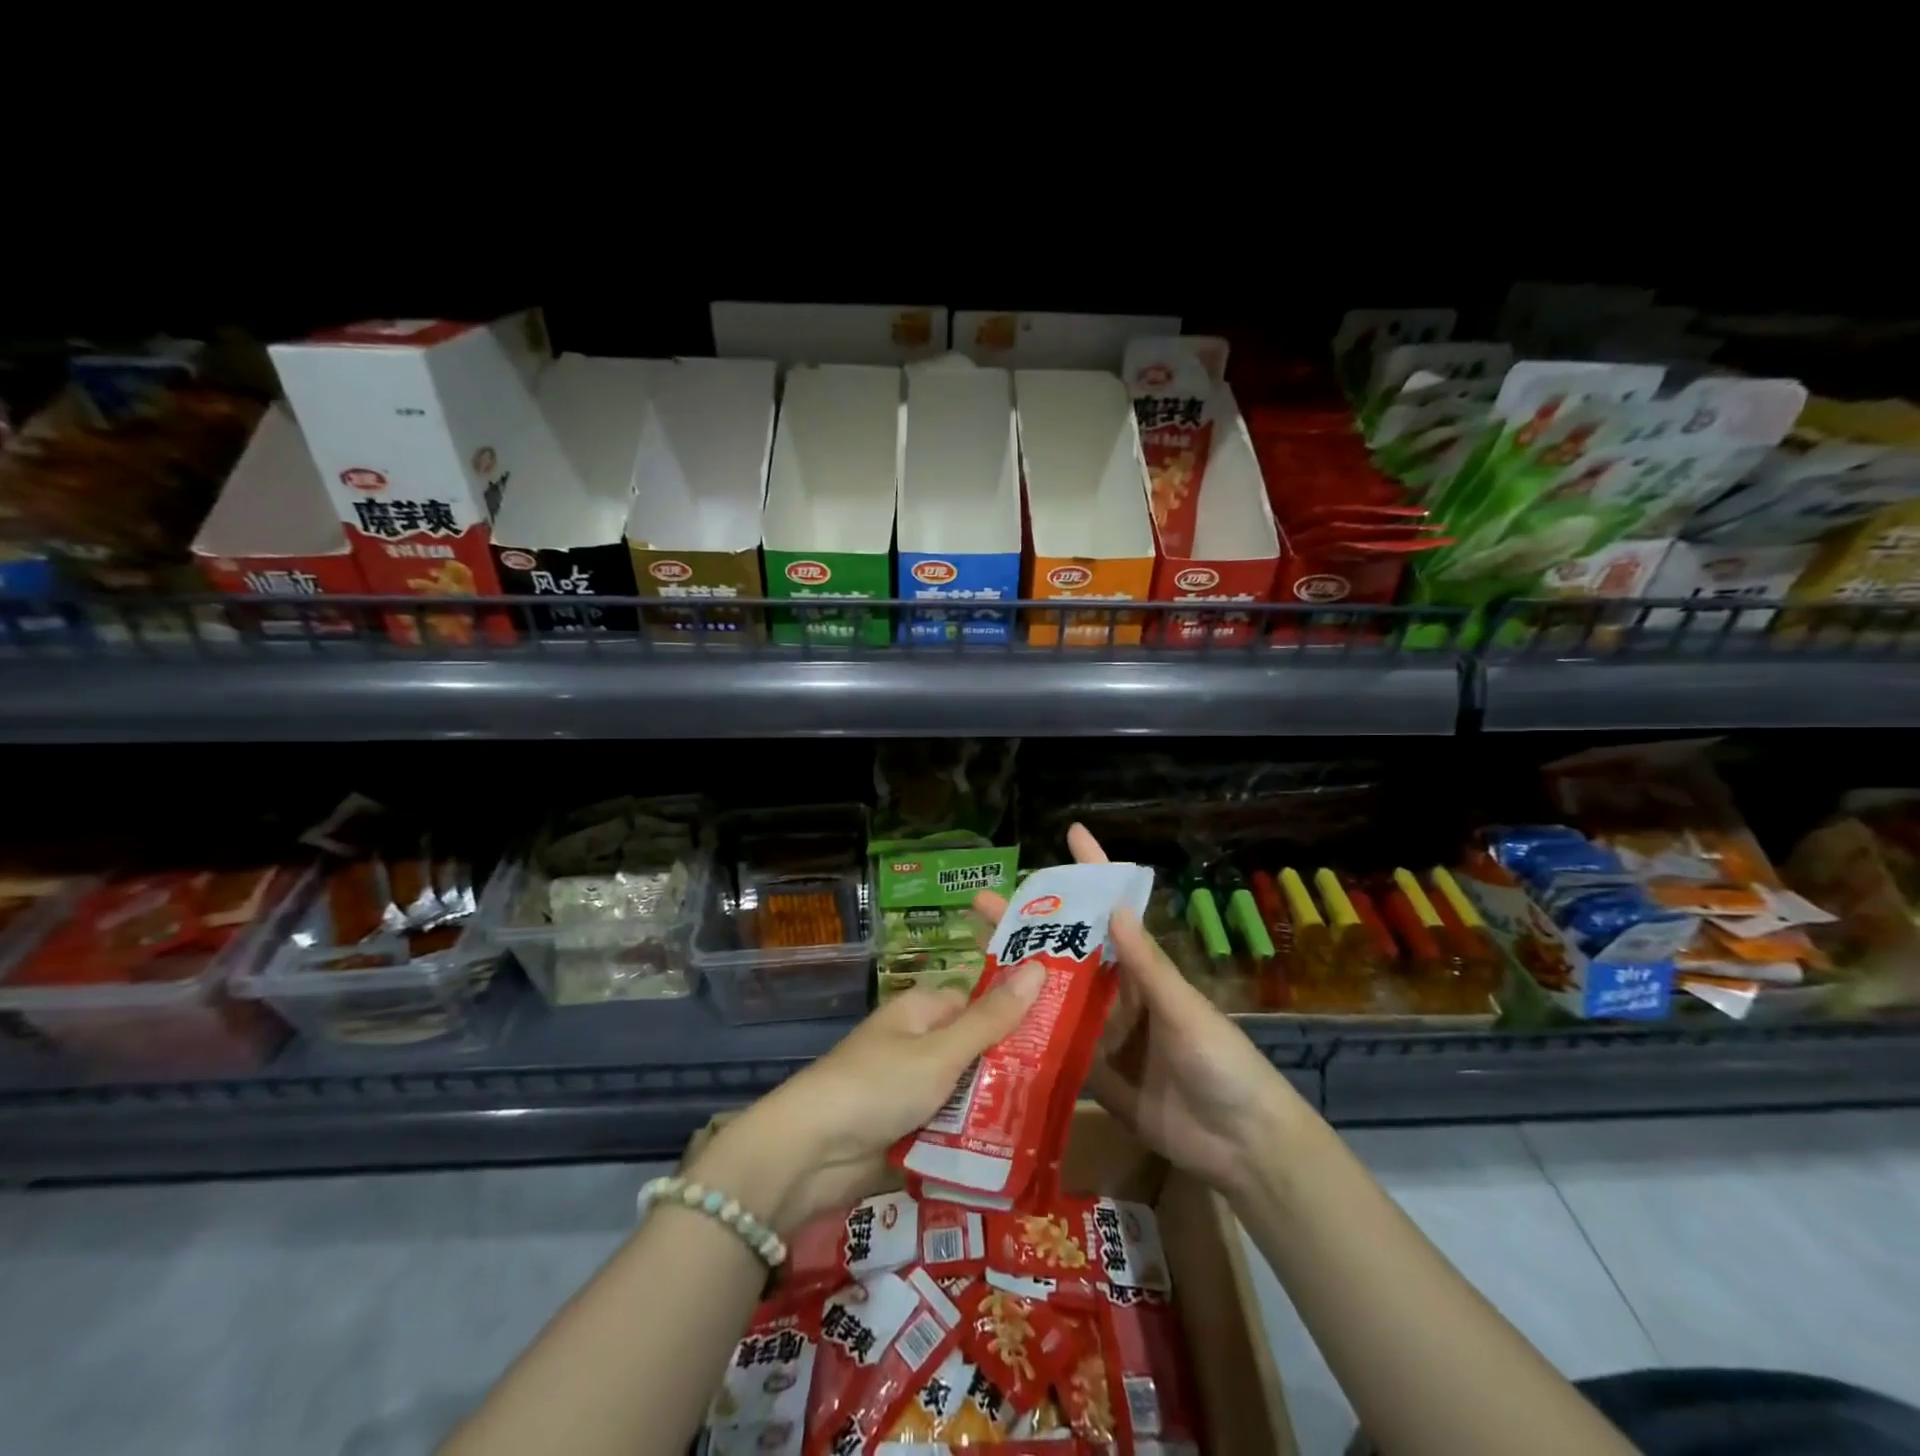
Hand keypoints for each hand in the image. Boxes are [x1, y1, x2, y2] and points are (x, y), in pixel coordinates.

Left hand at [703, 972, 1043, 1229]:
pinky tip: (1011, 1152)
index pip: (980, 1003)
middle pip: (976, 1050)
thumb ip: (992, 1019)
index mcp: (923, 1009)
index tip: (1061, 1033)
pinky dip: (970, 1137)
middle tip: (1064, 1087)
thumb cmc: (877, 1086)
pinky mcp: (904, 1128)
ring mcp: (910, 1087)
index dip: (1016, 1015)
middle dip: (1010, 1071)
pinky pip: (949, 1126)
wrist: (808, 1154)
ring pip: (966, 1092)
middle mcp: (917, 1042)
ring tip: (1049, 1123)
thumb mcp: (941, 1052)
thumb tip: (1039, 966)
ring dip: (993, 1108)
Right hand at [974, 824, 1297, 1199]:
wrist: (1241, 1146)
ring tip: (974, 953)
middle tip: (981, 903)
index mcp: (1141, 970)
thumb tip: (1115, 907)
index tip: (1071, 833)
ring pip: (1052, 994)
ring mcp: (1101, 1033)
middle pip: (1066, 950)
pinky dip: (1024, 1032)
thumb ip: (1149, 967)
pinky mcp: (1091, 1073)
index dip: (1093, 872)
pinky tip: (989, 1021)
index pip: (1111, 910)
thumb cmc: (1223, 1064)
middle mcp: (1116, 993)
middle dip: (1027, 924)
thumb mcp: (1186, 1011)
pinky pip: (1052, 1045)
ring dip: (1017, 974)